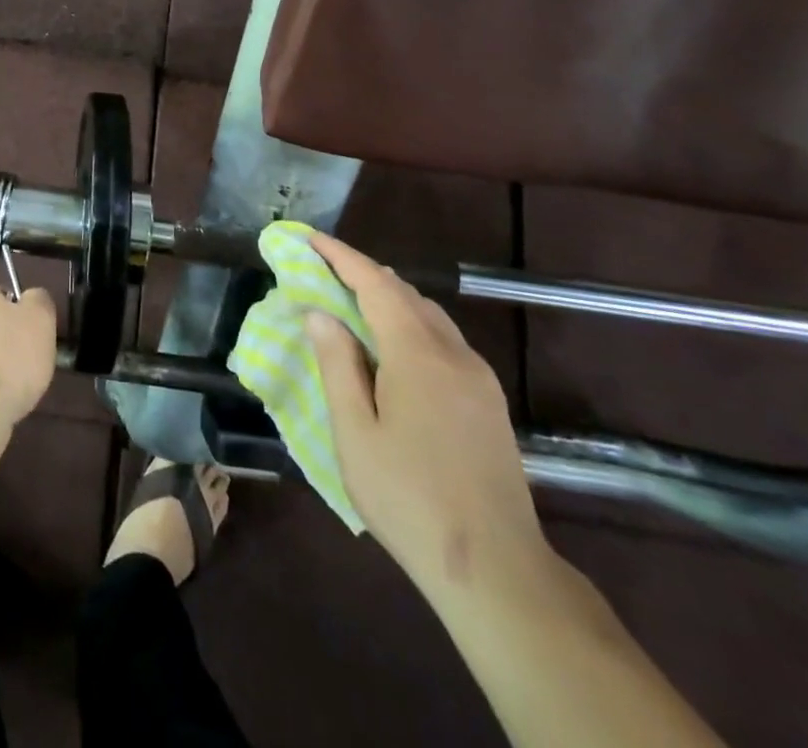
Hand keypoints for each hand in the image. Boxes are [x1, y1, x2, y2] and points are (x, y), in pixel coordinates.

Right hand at [303, 232, 547, 601]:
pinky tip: (391, 346)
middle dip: (363, 273)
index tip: (310, 238)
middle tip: (322, 268)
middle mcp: (454, 355)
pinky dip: (410, 324)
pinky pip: (444, 341)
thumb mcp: (355, 432)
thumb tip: (321, 313)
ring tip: (350, 300)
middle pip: (406, 294)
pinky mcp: (490, 402)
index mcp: (418, 355)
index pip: (376, 284)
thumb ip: (337, 365)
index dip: (341, 257)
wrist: (497, 570)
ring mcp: (479, 379)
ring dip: (389, 298)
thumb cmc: (409, 498)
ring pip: (429, 316)